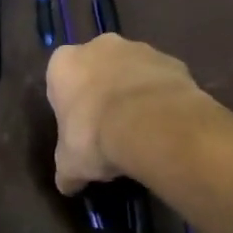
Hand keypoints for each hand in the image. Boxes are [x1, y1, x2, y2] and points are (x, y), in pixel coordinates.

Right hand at [47, 34, 205, 193]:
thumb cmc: (95, 137)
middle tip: (110, 127)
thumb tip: (67, 185)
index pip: (61, 80)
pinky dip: (162, 97)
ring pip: (132, 71)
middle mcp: (99, 46)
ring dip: (134, 92)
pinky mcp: (172, 60)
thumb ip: (67, 170)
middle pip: (98, 69)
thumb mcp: (70, 164)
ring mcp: (139, 49)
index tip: (79, 129)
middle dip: (102, 92)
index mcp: (64, 63)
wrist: (151, 124)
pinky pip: (162, 80)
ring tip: (142, 130)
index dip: (70, 105)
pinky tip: (165, 124)